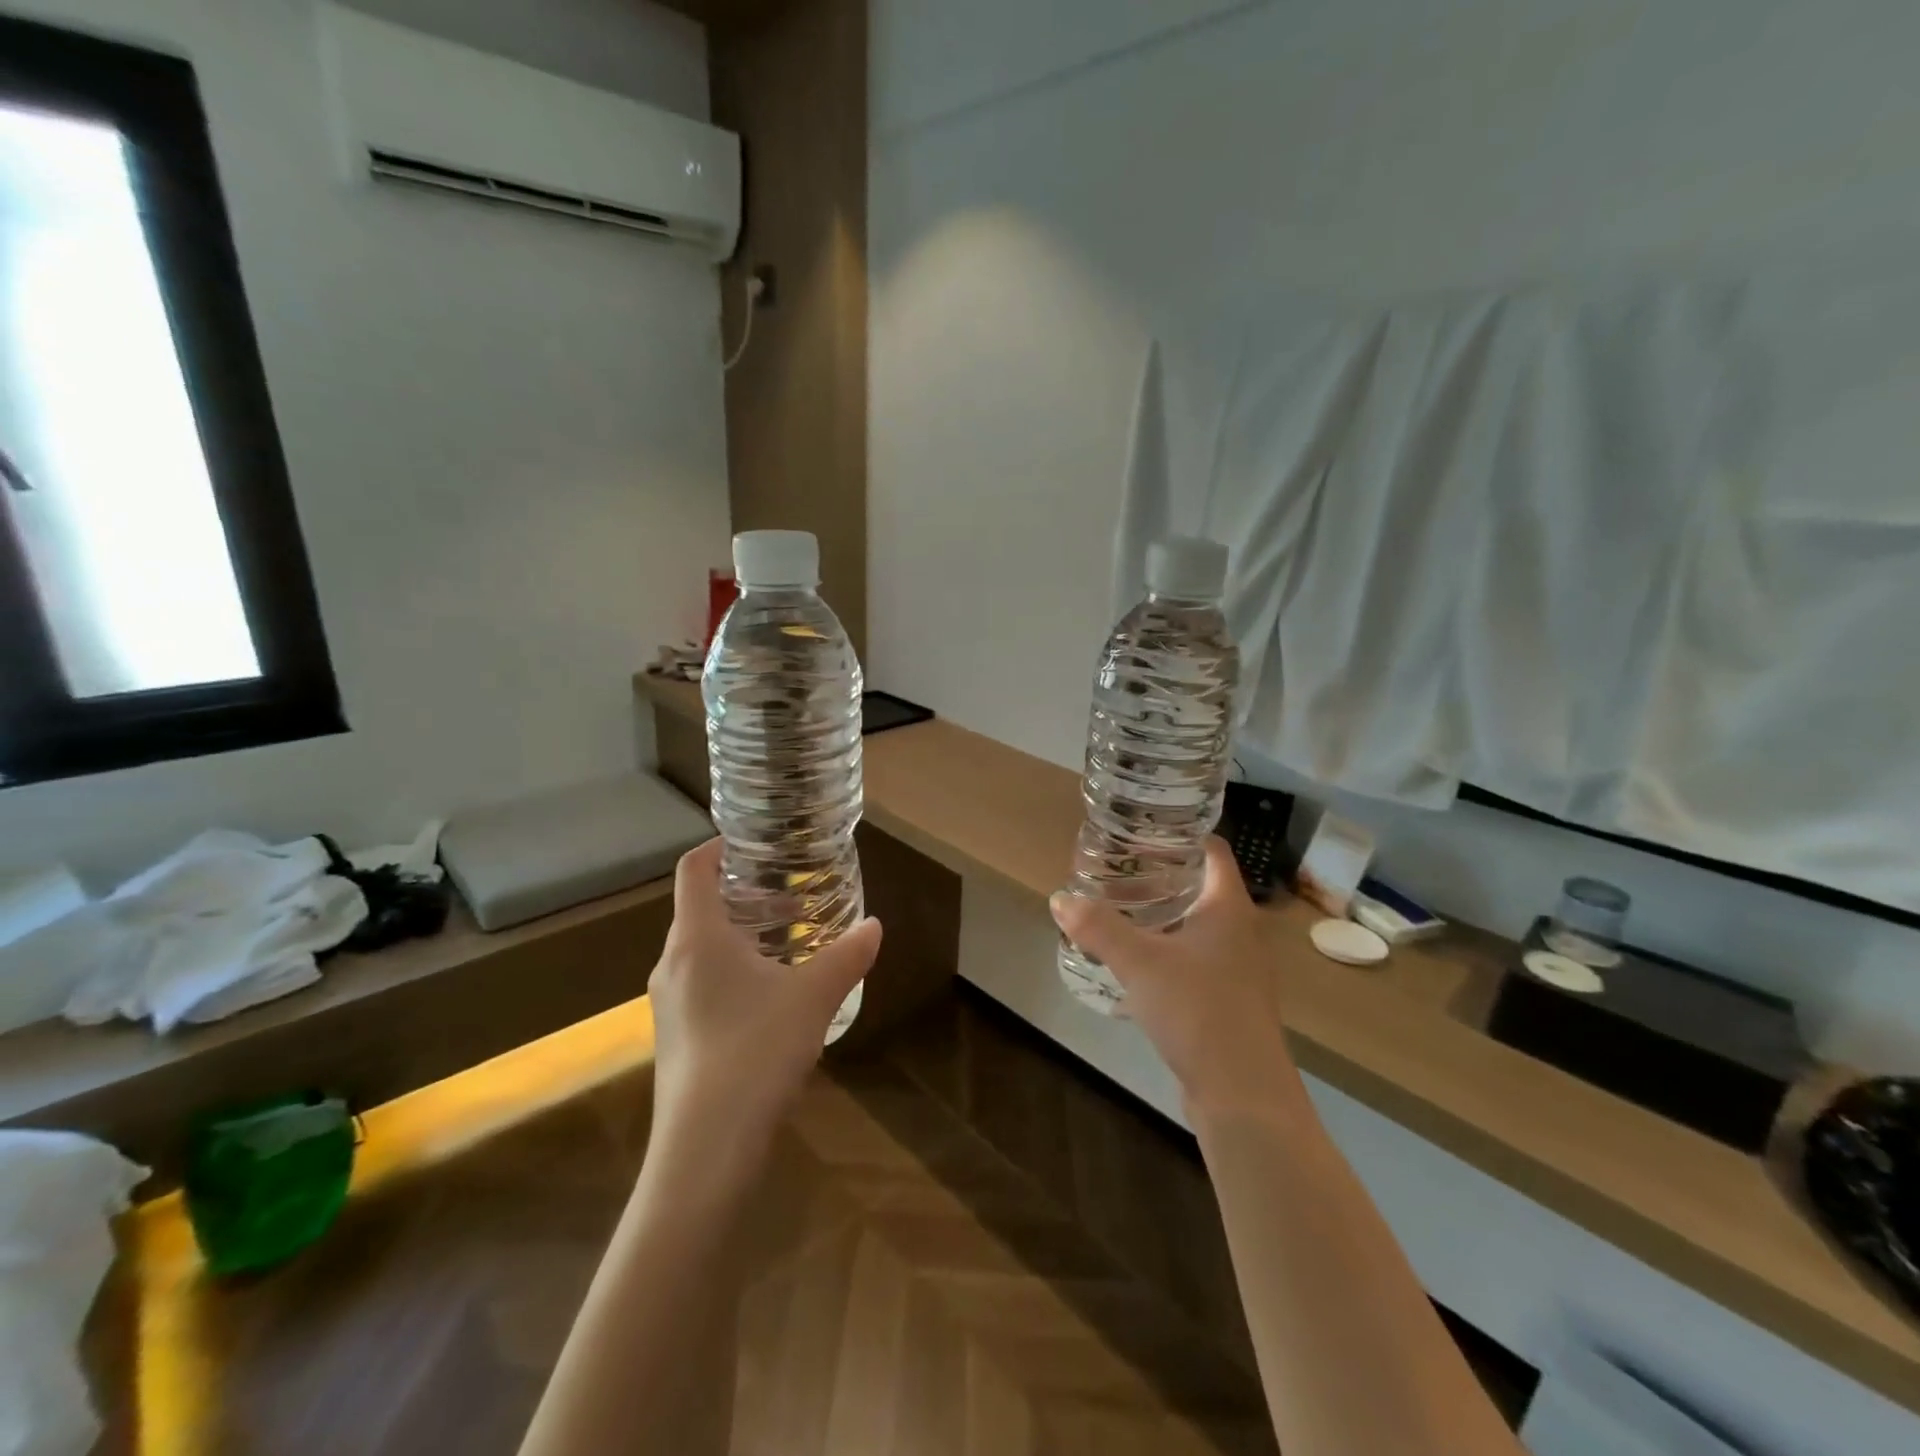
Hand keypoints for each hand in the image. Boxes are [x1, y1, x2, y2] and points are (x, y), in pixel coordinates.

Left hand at [647, 840, 882, 1169]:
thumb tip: (876, 926)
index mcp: (696, 938)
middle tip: (790, 896)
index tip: (753, 844)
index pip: (693, 870)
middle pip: (699, 909)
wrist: (705, 1149)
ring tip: (787, 943)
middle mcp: (671, 963)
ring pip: (700, 949)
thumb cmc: (755, 1051)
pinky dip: (732, 970)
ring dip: (740, 936)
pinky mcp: (674, 1037)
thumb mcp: (814, 997)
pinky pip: (700, 983)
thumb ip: (847, 956)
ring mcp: (667, 1004)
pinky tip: (771, 997)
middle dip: (744, 896)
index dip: (718, 848)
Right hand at [1051, 838, 1303, 1121]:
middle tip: (1116, 869)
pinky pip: (1193, 961)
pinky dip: (1165, 952)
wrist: (1243, 1095)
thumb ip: (1098, 927)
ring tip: (1117, 911)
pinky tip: (1133, 965)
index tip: (1140, 830)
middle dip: (1159, 875)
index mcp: (1228, 908)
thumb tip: (1060, 898)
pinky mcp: (1227, 1001)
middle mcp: (1239, 931)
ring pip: (1195, 927)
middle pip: (1200, 886)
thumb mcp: (1140, 962)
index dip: (1180, 835)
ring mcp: (1237, 969)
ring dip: (1160, 917)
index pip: (1212, 850)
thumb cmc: (1199, 1011)